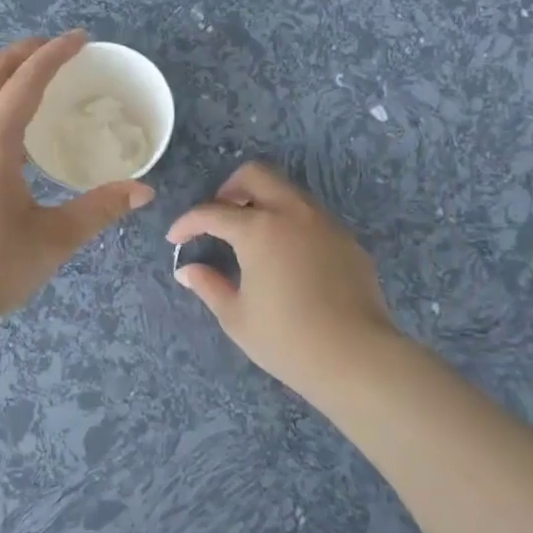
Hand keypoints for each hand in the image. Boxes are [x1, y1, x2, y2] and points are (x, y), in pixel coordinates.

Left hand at [0, 31, 155, 334]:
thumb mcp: (53, 239)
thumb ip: (100, 208)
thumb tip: (144, 191)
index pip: (26, 80)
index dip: (55, 53)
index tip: (81, 38)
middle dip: (24, 51)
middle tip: (57, 49)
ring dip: (0, 73)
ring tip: (31, 78)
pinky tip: (2, 125)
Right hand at [166, 163, 403, 402]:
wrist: (357, 357)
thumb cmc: (287, 339)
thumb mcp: (236, 317)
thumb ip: (209, 285)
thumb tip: (187, 270)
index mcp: (258, 229)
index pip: (213, 212)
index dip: (188, 223)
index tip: (175, 238)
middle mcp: (292, 213)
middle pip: (255, 174)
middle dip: (229, 189)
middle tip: (219, 218)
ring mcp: (324, 223)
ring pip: (288, 191)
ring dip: (263, 202)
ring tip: (251, 237)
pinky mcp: (347, 240)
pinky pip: (312, 216)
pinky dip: (290, 223)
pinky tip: (287, 257)